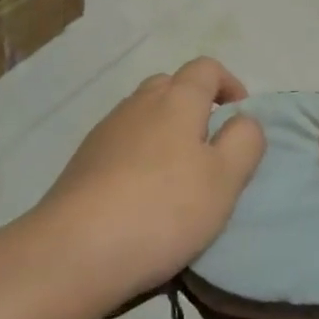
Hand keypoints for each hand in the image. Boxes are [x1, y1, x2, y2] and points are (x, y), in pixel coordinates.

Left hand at [31, 58, 266, 316]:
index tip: (239, 118)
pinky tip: (141, 197)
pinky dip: (138, 157)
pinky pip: (121, 144)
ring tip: (176, 179)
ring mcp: (106, 130)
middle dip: (195, 107)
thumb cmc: (162, 209)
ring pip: (144, 115)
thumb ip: (244, 141)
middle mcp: (139, 103)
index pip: (206, 68)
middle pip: (171, 86)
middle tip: (209, 150)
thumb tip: (243, 120)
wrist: (74, 250)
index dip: (229, 84)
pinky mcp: (83, 161)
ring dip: (165, 133)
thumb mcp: (224, 179)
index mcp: (176, 99)